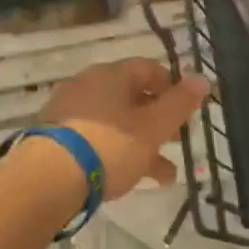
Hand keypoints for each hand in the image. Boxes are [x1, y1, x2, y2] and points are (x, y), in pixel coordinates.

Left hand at [34, 58, 211, 199]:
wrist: (46, 180)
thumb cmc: (109, 146)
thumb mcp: (153, 127)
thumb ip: (180, 103)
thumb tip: (202, 78)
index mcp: (112, 74)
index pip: (149, 68)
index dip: (172, 87)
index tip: (187, 111)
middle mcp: (89, 85)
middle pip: (132, 97)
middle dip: (159, 121)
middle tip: (177, 142)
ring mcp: (69, 112)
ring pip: (116, 123)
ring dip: (142, 144)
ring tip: (163, 175)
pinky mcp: (55, 139)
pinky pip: (95, 139)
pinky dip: (116, 153)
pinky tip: (130, 179)